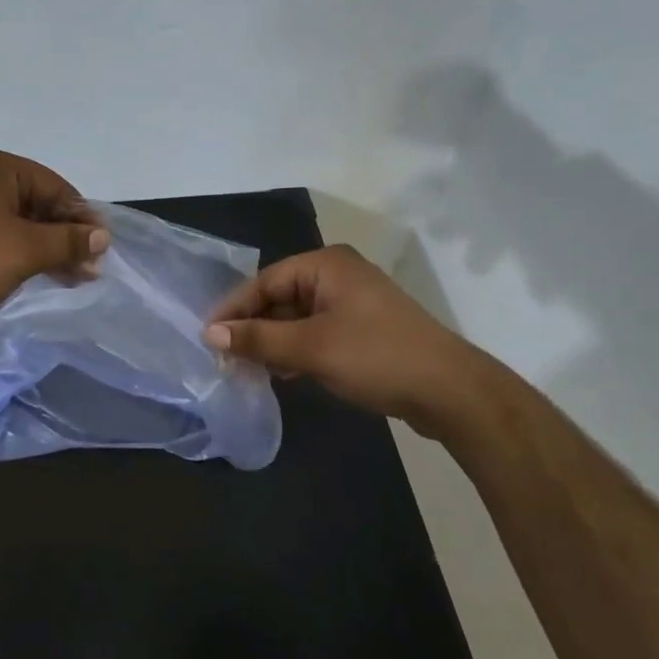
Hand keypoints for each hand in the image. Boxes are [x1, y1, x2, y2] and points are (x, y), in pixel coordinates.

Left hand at [0, 148, 108, 319]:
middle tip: (92, 270)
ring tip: (75, 279)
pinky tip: (42, 275)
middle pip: (38, 205)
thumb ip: (68, 241)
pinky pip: (0, 238)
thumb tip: (103, 237)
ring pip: (20, 225)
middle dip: (66, 237)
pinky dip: (22, 255)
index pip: (56, 187)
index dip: (82, 218)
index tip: (103, 248)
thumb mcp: (26, 249)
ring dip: (47, 250)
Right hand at [204, 245, 485, 432]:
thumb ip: (258, 339)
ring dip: (273, 341)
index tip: (207, 337)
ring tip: (247, 369)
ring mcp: (354, 302)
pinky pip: (317, 332)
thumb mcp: (310, 348)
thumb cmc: (376, 357)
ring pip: (298, 317)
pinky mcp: (364, 329)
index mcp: (326, 265)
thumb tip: (210, 334)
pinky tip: (282, 372)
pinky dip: (297, 349)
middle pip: (280, 297)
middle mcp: (338, 275)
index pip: (265, 281)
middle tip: (225, 357)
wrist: (451, 393)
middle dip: (253, 327)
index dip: (234, 309)